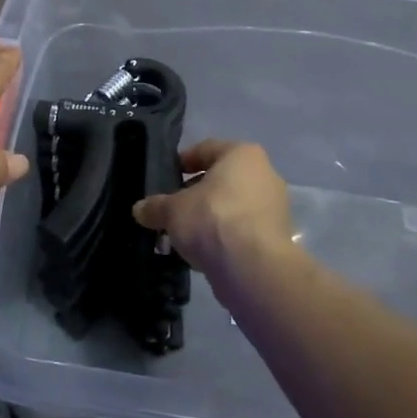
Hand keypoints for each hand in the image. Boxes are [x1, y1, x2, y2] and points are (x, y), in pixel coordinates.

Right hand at [132, 139, 293, 282]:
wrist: (253, 267)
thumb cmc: (212, 219)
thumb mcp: (172, 210)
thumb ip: (156, 206)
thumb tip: (139, 209)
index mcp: (242, 155)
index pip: (207, 149)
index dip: (183, 162)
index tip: (166, 177)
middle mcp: (265, 175)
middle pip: (222, 180)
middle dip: (196, 194)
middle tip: (172, 209)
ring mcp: (274, 208)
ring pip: (232, 206)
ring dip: (209, 218)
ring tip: (184, 235)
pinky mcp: (276, 238)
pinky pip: (242, 230)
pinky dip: (223, 237)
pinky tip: (203, 253)